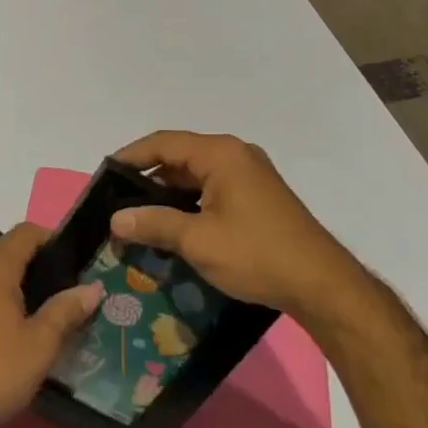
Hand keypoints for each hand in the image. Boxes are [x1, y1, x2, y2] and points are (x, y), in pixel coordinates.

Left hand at [0, 223, 102, 427]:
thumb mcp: (41, 343)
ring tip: (47, 310)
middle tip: (67, 289)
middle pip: (9, 250)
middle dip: (39, 264)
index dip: (54, 239)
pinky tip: (15, 329)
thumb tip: (93, 288)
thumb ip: (67, 310)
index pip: (26, 232)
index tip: (76, 262)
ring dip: (19, 283)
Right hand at [111, 131, 348, 314]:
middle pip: (180, 157)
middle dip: (148, 179)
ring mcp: (250, 175)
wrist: (323, 285)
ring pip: (196, 176)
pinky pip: (213, 189)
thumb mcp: (199, 241)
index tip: (105, 175)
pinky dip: (190, 203)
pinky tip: (175, 227)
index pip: (164, 143)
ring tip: (140, 217)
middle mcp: (236, 155)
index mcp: (221, 154)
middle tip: (118, 202)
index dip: (131, 156)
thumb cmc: (257, 254)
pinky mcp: (258, 197)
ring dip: (169, 194)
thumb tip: (115, 220)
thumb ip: (154, 224)